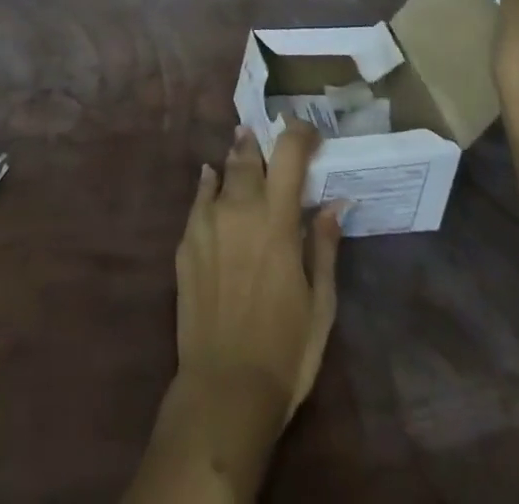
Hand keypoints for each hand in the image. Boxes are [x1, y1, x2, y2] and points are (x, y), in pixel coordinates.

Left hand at [125, 123, 343, 501]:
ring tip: (242, 150)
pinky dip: (209, 184)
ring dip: (235, 160)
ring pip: (222, 172)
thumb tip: (333, 204)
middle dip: (259, 142)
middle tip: (265, 136)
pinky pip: (198, 197)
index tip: (309, 133)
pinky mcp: (186, 239)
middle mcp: (239, 208)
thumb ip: (323, 247)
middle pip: (248, 155)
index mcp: (276, 220)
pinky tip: (212, 180)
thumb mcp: (320, 304)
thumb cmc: (285, 350)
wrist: (224, 385)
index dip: (299, 134)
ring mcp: (207, 221)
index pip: (289, 156)